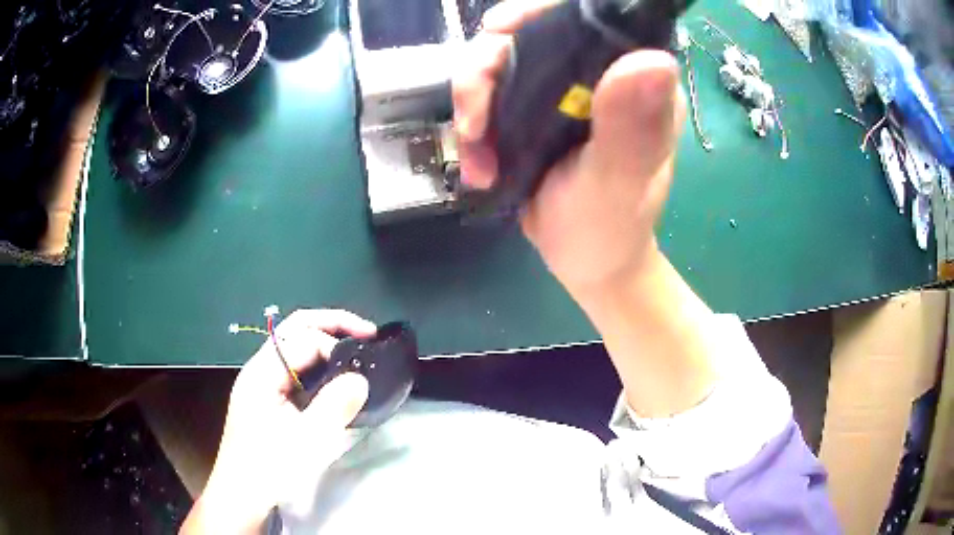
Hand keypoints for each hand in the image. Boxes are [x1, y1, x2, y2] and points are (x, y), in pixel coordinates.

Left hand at [181, 310, 375, 533]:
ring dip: (326, 342)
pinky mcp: (268, 398)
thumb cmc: (269, 469)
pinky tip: (335, 378)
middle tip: (368, 333)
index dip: (335, 346)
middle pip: (295, 329)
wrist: (241, 495)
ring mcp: (262, 383)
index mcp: (262, 373)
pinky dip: (319, 365)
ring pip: (295, 348)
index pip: (302, 340)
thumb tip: (361, 378)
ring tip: (356, 350)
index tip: (363, 367)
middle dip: (333, 324)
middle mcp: (259, 369)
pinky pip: (295, 370)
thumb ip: (334, 407)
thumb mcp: (305, 442)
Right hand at [453, 0, 685, 298]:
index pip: (594, 18)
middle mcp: (604, 73)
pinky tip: (476, 157)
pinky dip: (473, 118)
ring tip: (475, 147)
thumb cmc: (608, 229)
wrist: (585, 262)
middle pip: (534, 33)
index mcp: (639, 81)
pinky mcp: (537, 107)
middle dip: (489, 64)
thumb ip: (631, 127)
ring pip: (504, 59)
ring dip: (474, 97)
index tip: (501, 32)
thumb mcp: (618, 183)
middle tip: (474, 116)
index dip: (542, 14)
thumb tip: (653, 60)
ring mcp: (567, 89)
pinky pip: (492, 90)